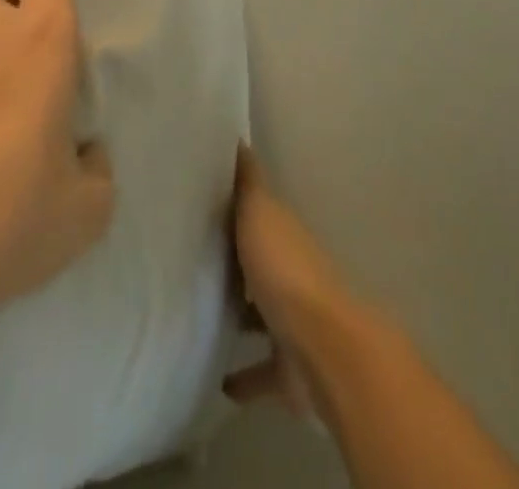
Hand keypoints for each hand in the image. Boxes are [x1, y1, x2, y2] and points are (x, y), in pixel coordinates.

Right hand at [225, 145, 358, 415]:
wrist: (323, 348)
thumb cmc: (285, 270)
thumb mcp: (260, 212)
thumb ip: (247, 181)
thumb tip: (238, 138)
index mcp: (283, 234)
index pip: (257, 213)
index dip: (235, 206)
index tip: (204, 200)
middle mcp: (290, 274)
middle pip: (258, 263)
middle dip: (236, 262)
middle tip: (195, 259)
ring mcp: (291, 323)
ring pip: (260, 315)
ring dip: (241, 315)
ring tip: (200, 314)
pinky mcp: (287, 370)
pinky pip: (261, 371)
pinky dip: (244, 378)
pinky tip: (219, 381)